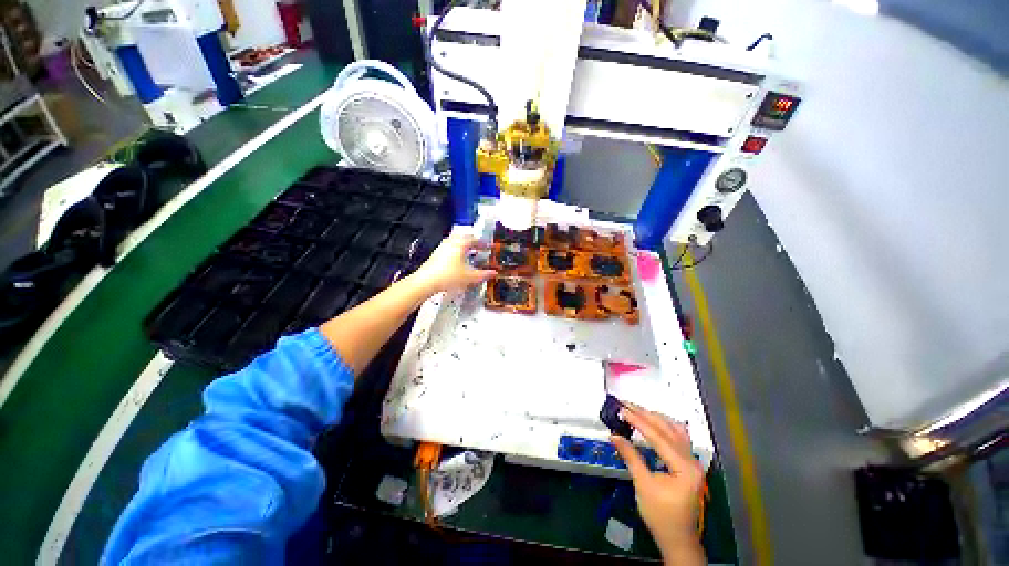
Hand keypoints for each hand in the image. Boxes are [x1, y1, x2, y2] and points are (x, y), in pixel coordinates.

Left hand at [410, 233, 495, 295]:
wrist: (426, 282)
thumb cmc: (448, 277)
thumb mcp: (470, 277)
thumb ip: (483, 274)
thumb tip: (494, 273)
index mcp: (461, 244)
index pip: (475, 239)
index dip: (484, 243)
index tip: (489, 247)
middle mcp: (451, 242)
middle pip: (465, 238)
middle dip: (474, 242)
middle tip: (481, 247)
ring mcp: (442, 247)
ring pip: (456, 242)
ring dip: (465, 245)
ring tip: (471, 252)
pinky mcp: (436, 254)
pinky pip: (450, 247)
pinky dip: (457, 250)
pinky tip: (459, 259)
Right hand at [611, 407, 705, 564]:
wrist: (677, 539)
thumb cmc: (660, 515)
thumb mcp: (643, 485)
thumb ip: (630, 457)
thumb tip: (614, 435)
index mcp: (684, 468)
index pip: (659, 437)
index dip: (639, 421)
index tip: (622, 410)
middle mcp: (692, 461)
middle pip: (669, 430)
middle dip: (646, 415)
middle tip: (626, 405)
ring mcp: (693, 462)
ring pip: (676, 431)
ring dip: (656, 418)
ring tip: (637, 410)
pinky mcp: (688, 464)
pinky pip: (678, 438)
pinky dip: (664, 427)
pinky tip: (653, 423)